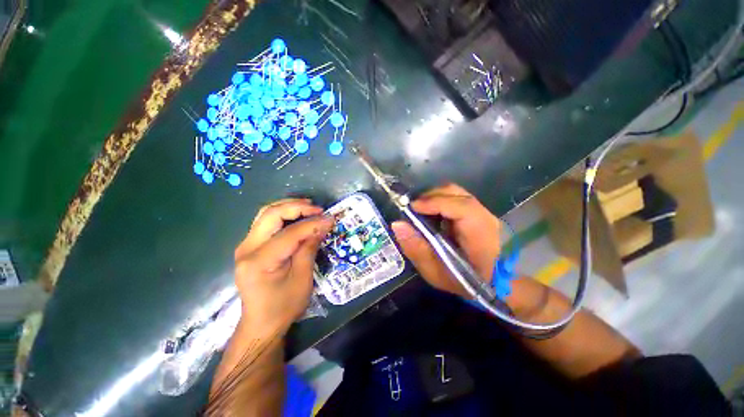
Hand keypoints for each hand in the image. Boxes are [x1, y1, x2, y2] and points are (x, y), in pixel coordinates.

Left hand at [234, 199, 332, 336]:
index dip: (312, 223)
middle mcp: (247, 248)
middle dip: (297, 207)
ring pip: (266, 213)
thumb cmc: (284, 306)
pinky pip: (265, 222)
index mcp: (259, 261)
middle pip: (270, 214)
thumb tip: (323, 224)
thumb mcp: (302, 279)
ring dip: (288, 207)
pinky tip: (297, 215)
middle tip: (318, 209)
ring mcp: (245, 245)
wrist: (261, 323)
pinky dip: (283, 214)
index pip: (289, 233)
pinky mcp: (250, 246)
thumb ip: (309, 248)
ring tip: (309, 207)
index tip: (330, 218)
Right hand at [391, 184, 500, 297]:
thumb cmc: (465, 281)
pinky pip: (454, 198)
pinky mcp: (476, 211)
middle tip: (411, 210)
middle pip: (455, 193)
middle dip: (429, 197)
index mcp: (479, 233)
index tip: (411, 208)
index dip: (433, 203)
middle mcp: (484, 216)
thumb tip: (398, 224)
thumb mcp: (436, 273)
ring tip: (419, 212)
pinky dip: (438, 201)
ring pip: (454, 192)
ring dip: (433, 198)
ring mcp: (481, 211)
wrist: (493, 283)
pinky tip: (431, 214)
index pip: (460, 207)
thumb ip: (416, 249)